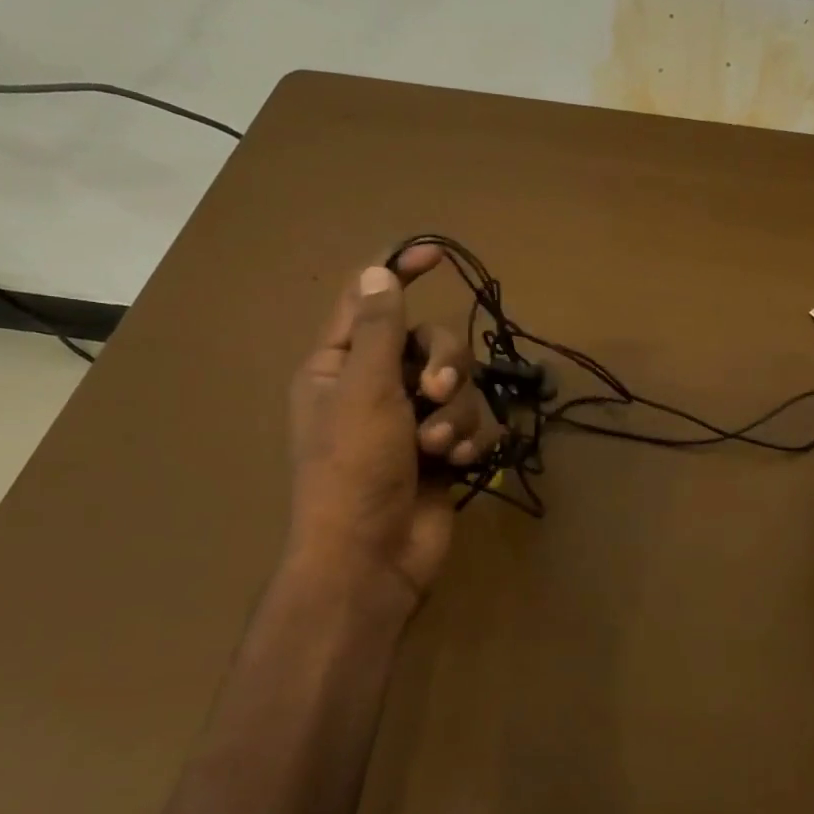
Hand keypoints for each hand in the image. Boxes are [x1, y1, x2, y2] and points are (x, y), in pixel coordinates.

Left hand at [283, 247, 503, 616]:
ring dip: (457, 413)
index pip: (369, 302)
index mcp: (340, 367)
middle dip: (445, 365)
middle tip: (437, 393)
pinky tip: (459, 463)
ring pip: (461, 385)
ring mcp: (412, 421)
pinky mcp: (443, 450)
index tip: (437, 254)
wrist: (371, 558)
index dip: (398, 271)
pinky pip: (473, 422)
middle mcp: (377, 387)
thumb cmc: (354, 469)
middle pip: (431, 342)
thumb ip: (380, 330)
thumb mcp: (365, 391)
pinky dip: (469, 439)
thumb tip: (377, 271)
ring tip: (439, 447)